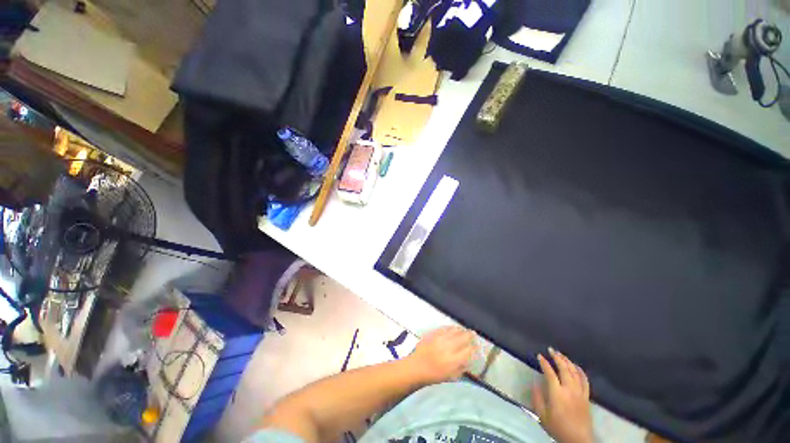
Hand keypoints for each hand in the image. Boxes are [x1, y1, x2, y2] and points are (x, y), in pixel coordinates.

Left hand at [407, 326, 476, 384]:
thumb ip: (462, 366)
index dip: (475, 348)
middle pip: (463, 337)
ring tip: (464, 331)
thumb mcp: (452, 376)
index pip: (469, 350)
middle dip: (470, 335)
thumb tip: (470, 357)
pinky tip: (453, 329)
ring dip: (461, 330)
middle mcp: (448, 347)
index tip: (477, 346)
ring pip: (454, 330)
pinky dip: (451, 328)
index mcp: (454, 360)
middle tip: (473, 334)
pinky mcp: (433, 333)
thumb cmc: (435, 375)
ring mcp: (440, 338)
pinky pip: (445, 327)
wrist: (417, 367)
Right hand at [531, 348, 593, 442]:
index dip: (544, 363)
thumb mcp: (542, 415)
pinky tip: (576, 366)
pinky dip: (580, 371)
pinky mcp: (586, 397)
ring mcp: (580, 392)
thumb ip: (537, 398)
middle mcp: (569, 389)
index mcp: (557, 393)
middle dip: (557, 357)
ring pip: (574, 372)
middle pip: (564, 368)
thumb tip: (535, 383)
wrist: (578, 440)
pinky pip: (585, 380)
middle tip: (551, 350)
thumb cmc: (558, 428)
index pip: (550, 373)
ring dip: (567, 361)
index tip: (539, 356)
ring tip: (561, 355)